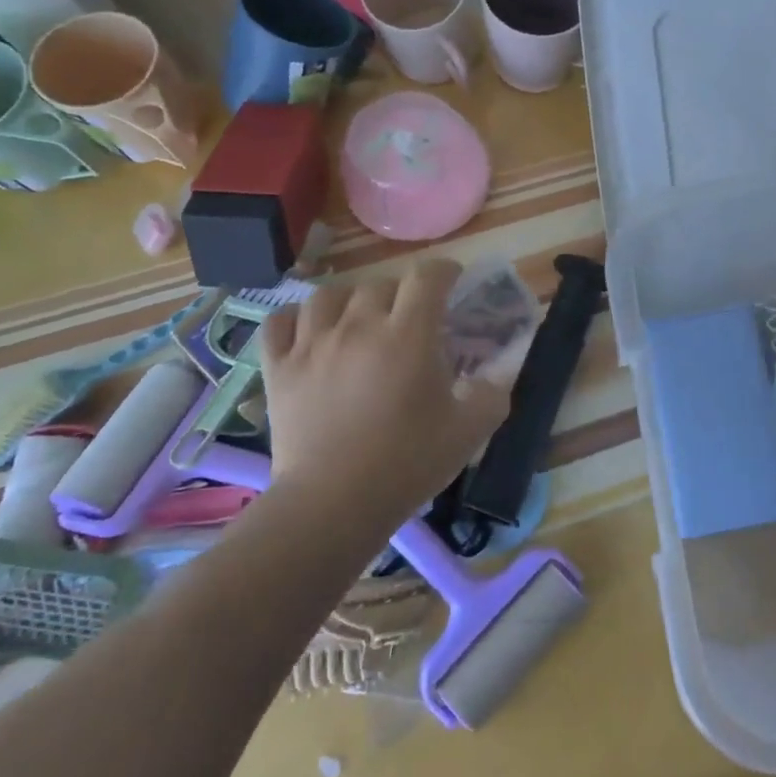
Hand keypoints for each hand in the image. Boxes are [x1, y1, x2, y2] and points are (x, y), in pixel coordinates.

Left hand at [259, 258, 509, 530]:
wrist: (333, 504)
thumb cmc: (409, 463)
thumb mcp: (471, 430)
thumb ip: (494, 393)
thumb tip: (496, 374)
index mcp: (410, 334)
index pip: (427, 276)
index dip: (444, 271)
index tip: (453, 282)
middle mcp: (359, 326)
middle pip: (380, 284)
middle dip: (402, 294)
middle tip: (411, 320)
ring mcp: (312, 344)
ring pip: (329, 296)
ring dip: (350, 301)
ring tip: (359, 320)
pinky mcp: (279, 368)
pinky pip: (280, 322)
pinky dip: (296, 320)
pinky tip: (310, 332)